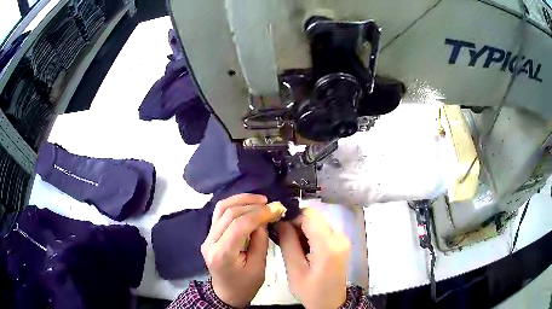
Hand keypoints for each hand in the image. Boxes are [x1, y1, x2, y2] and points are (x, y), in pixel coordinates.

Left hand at [201, 194, 282, 307]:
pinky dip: (235, 205)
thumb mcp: (259, 267)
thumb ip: (260, 241)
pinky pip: (220, 213)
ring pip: (221, 208)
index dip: (258, 214)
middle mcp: (210, 242)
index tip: (275, 209)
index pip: (238, 225)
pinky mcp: (210, 234)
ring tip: (260, 200)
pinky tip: (249, 204)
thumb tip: (263, 219)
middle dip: (252, 205)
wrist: (226, 293)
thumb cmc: (245, 286)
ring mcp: (207, 237)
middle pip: (228, 213)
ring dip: (241, 200)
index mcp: (222, 254)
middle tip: (271, 204)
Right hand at [278, 208, 350, 308]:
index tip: (280, 228)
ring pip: (318, 222)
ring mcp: (343, 239)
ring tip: (293, 245)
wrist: (331, 302)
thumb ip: (288, 243)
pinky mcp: (341, 242)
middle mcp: (340, 237)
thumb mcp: (294, 270)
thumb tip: (281, 222)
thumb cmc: (311, 291)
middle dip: (297, 224)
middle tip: (283, 238)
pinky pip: (323, 230)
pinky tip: (304, 248)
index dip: (292, 217)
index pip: (309, 215)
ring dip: (304, 229)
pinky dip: (311, 234)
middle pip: (315, 218)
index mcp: (328, 245)